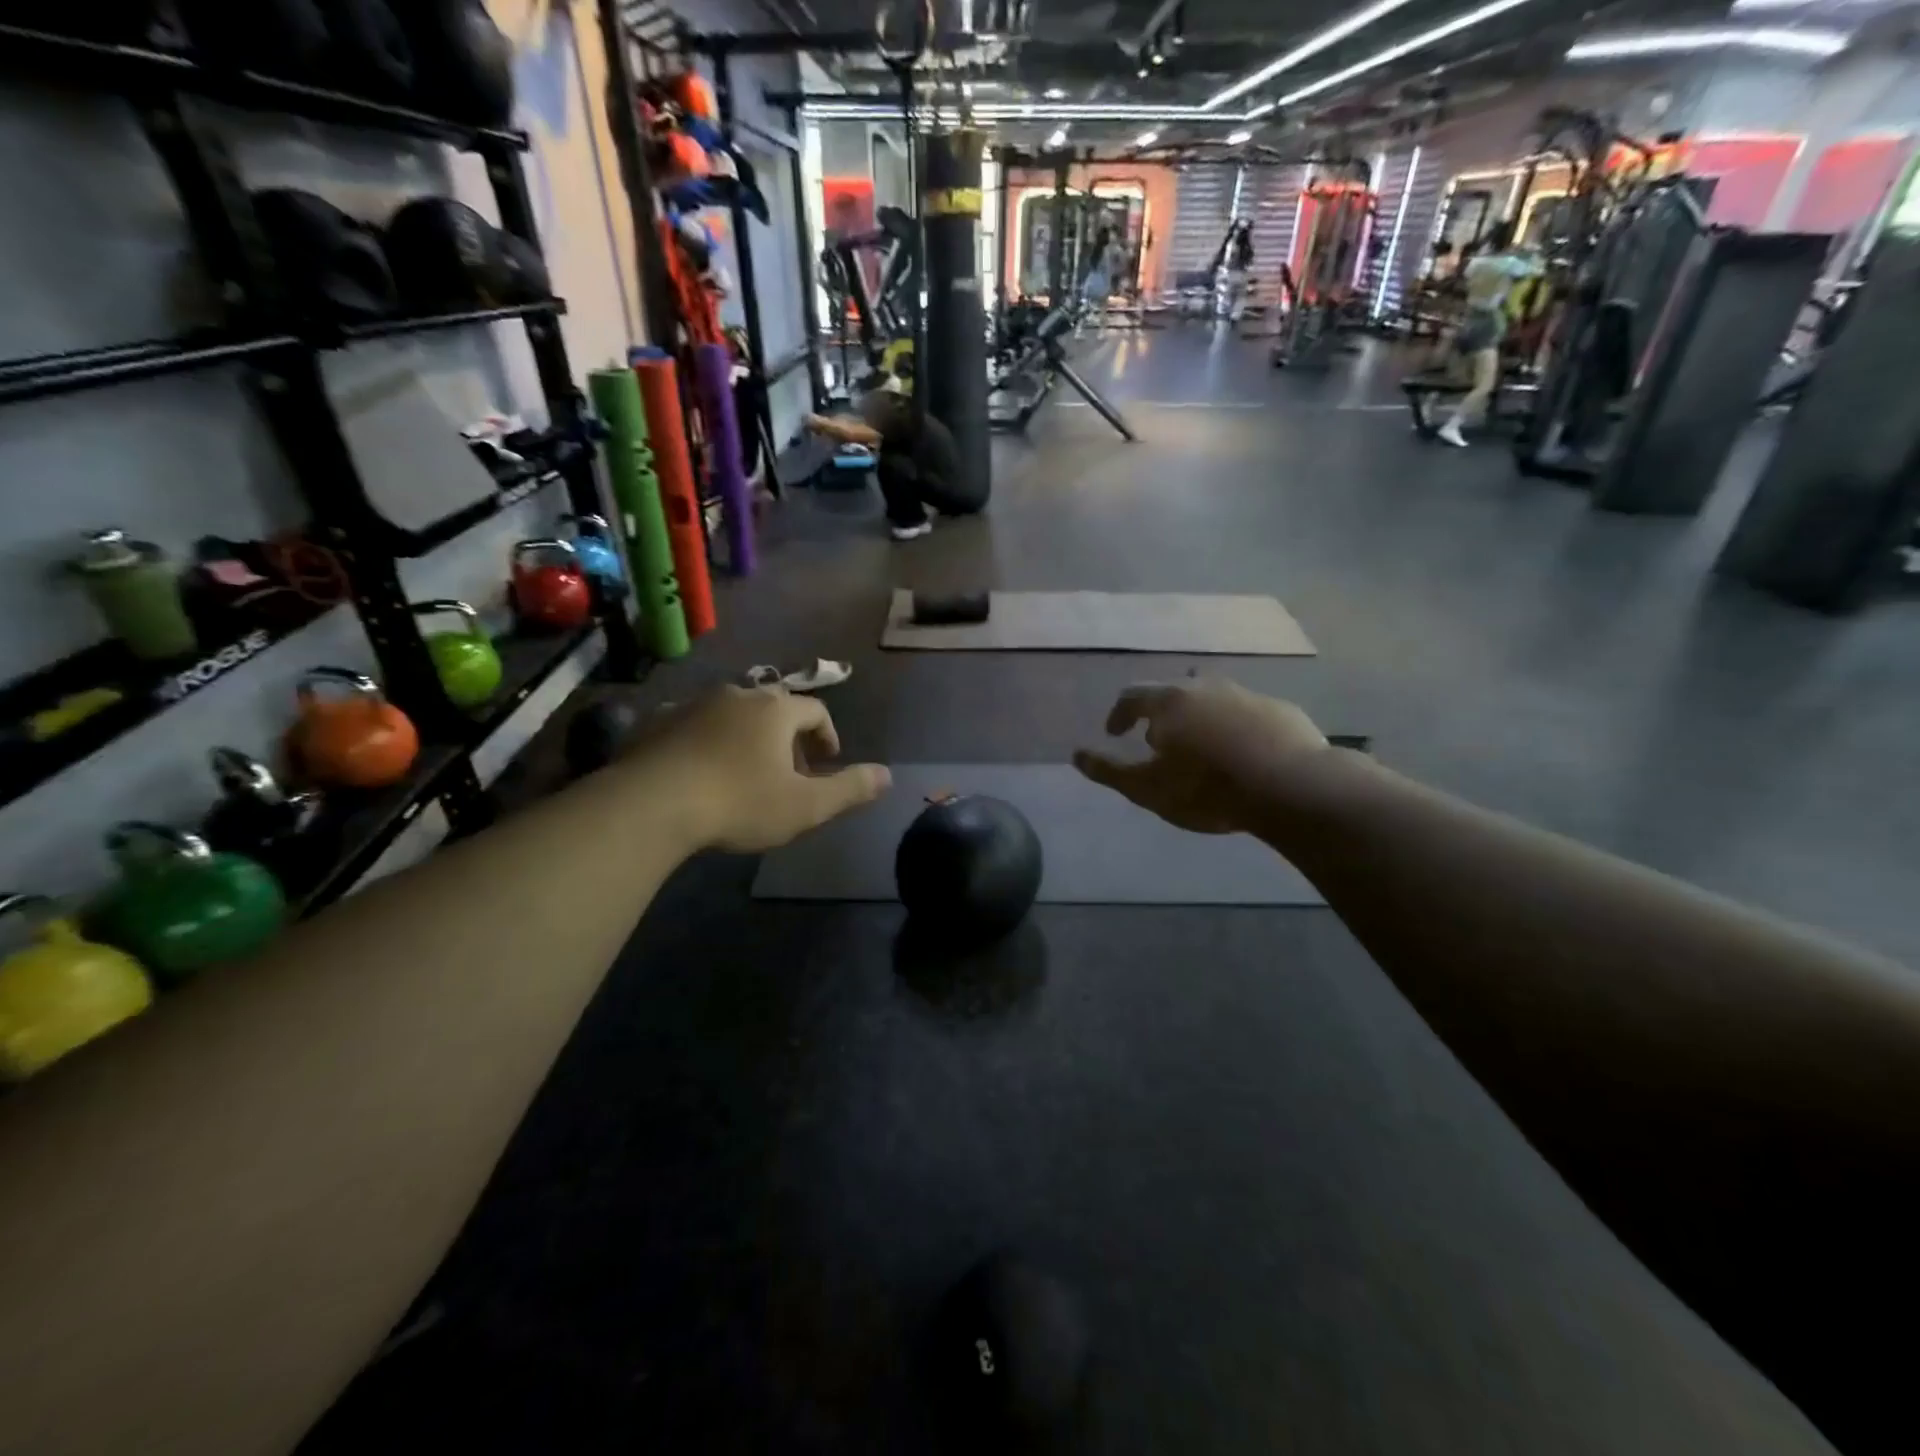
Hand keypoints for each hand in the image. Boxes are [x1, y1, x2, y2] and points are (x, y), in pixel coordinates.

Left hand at [642, 686, 890, 851]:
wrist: (652, 804)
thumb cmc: (740, 801)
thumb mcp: (806, 805)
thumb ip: (850, 788)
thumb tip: (888, 775)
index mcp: (776, 710)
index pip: (815, 711)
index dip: (827, 736)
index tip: (826, 763)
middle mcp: (737, 695)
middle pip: (774, 708)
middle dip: (787, 738)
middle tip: (787, 774)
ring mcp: (692, 704)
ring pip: (731, 714)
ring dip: (745, 737)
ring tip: (743, 774)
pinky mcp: (656, 721)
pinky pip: (691, 725)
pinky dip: (705, 741)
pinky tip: (698, 772)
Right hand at [1074, 678, 1327, 834]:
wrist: (1291, 788)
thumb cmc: (1207, 788)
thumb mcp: (1147, 789)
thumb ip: (1109, 771)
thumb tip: (1076, 755)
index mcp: (1170, 702)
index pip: (1132, 696)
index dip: (1119, 714)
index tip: (1115, 734)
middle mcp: (1206, 687)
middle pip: (1175, 690)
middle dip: (1161, 712)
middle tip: (1159, 739)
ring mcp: (1248, 695)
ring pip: (1214, 697)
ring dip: (1200, 715)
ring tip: (1201, 744)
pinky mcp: (1282, 710)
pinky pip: (1248, 712)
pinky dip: (1236, 726)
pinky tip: (1243, 751)